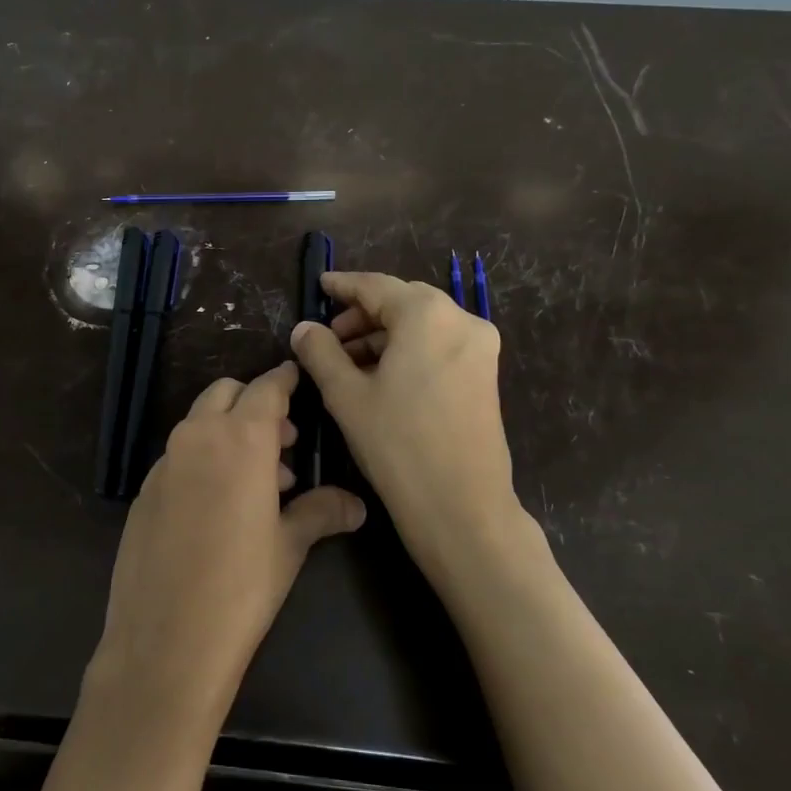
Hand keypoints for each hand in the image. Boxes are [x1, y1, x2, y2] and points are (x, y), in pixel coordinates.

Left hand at [86, 362, 365, 735]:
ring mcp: (164, 463)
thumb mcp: (289, 546)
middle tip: (283, 442)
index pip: (266, 388)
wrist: (165, 638)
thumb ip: (321, 512)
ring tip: (260, 482)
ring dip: (229, 432)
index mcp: (240, 440)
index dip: (284, 380)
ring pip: (199, 423)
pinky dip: (203, 459)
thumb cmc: (241, 587)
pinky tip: (218, 506)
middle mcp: (197, 438)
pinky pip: (179, 456)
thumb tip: (356, 504)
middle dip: (254, 404)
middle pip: (226, 394)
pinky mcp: (144, 490)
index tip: (296, 377)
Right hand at [291, 271, 535, 588]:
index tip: (319, 286)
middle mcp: (461, 320)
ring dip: (383, 335)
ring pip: (421, 325)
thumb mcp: (346, 395)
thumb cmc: (397, 444)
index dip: (342, 285)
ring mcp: (480, 348)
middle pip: (402, 301)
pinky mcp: (485, 374)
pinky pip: (438, 345)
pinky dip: (407, 351)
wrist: (461, 506)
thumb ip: (320, 352)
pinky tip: (381, 377)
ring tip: (348, 363)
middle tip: (328, 337)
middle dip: (362, 314)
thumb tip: (305, 328)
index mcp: (427, 315)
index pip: (375, 286)